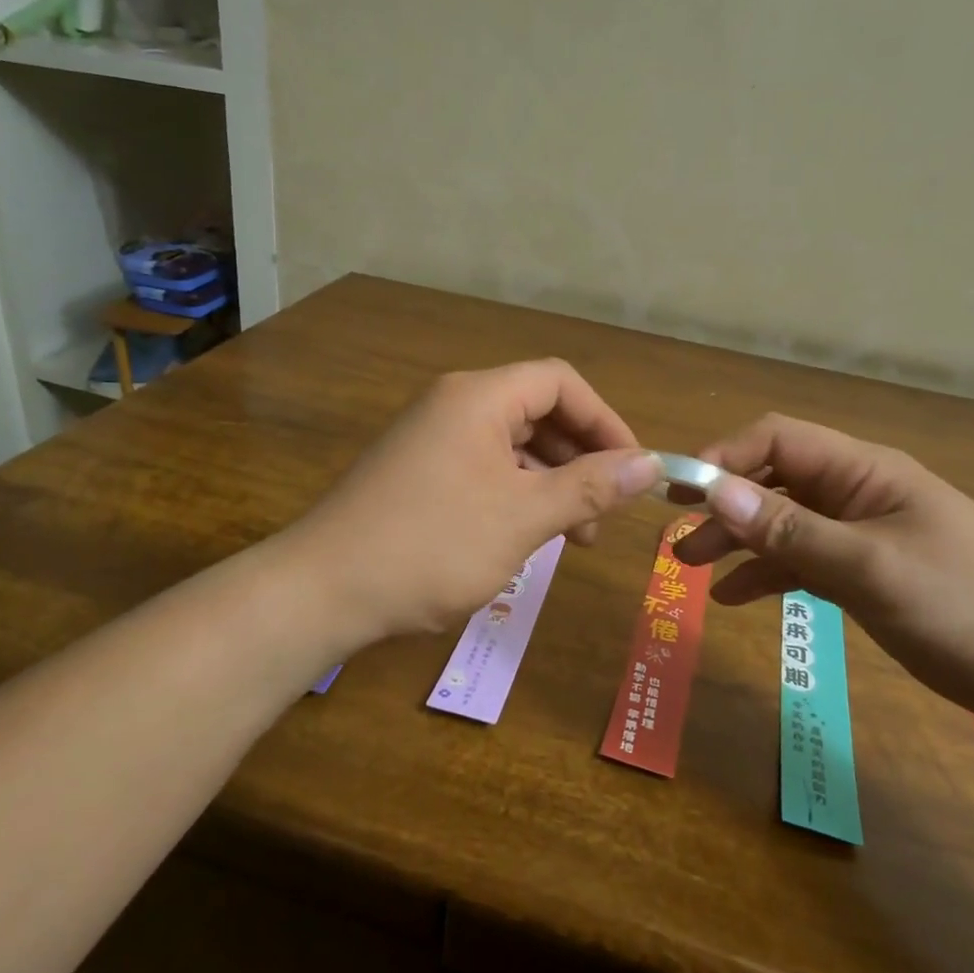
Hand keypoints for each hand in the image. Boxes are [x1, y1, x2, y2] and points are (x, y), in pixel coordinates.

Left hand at [288, 360, 661, 640]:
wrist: (323, 590)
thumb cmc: (431, 546)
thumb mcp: (522, 517)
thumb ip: (589, 487)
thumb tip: (650, 464)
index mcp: (480, 397)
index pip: (561, 382)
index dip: (605, 420)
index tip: (634, 468)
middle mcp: (455, 405)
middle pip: (538, 411)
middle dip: (581, 457)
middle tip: (606, 510)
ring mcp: (433, 438)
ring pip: (513, 445)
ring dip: (552, 482)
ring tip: (574, 536)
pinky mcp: (420, 472)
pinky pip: (485, 469)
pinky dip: (517, 495)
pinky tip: (528, 536)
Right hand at [671, 414, 973, 730]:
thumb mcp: (873, 569)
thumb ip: (792, 531)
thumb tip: (715, 491)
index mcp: (864, 471)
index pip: (777, 439)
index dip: (725, 457)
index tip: (681, 493)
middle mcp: (859, 493)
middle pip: (774, 481)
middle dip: (722, 503)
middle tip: (673, 534)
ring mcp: (866, 534)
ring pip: (785, 523)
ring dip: (739, 540)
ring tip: (692, 567)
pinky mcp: (873, 573)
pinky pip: (807, 561)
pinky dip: (770, 573)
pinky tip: (735, 597)